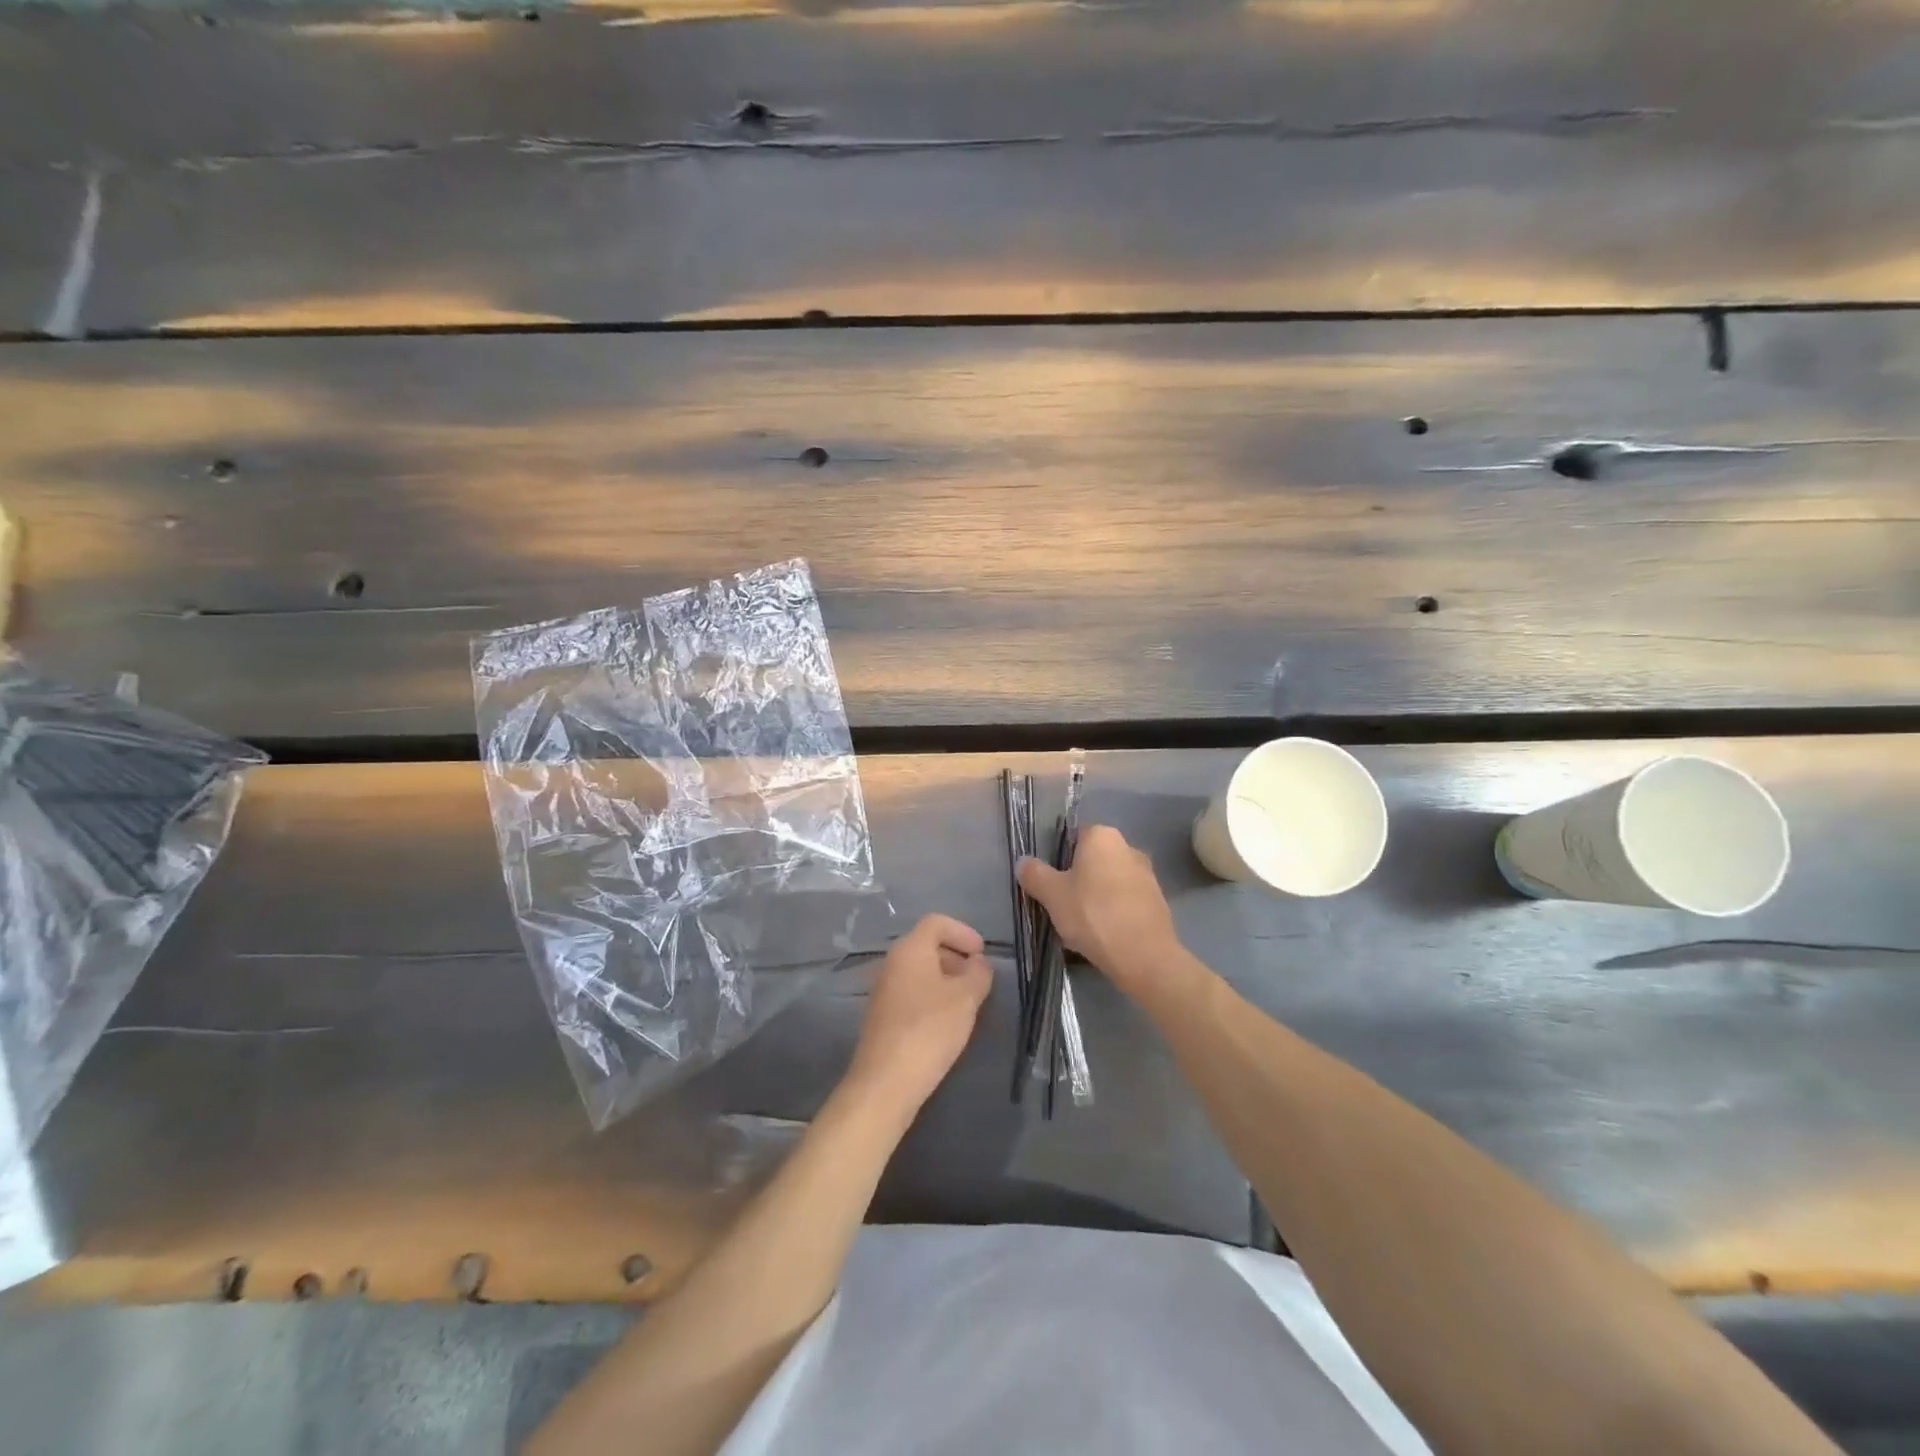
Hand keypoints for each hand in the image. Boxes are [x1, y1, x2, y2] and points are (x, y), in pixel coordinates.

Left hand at [847, 913, 992, 1112]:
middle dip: (956, 955)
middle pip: (926, 944)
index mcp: (910, 949)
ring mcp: (884, 989)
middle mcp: (892, 962)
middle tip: (978, 978)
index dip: (963, 932)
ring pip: (919, 970)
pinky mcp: (883, 1015)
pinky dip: (932, 996)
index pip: (936, 922)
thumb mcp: (966, 998)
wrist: (886, 1081)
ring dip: (945, 978)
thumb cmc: (930, 1029)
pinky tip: (946, 1022)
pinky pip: (911, 991)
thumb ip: (978, 974)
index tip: (982, 954)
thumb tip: (978, 962)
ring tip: (967, 1002)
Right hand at [1018, 825, 1180, 993]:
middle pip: (1092, 860)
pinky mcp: (1157, 901)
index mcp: (1102, 836)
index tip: (1050, 882)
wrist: (1144, 955)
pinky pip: (1125, 901)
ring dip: (1095, 897)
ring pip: (1109, 882)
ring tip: (1080, 926)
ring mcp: (1147, 875)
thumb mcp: (1052, 895)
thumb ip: (1034, 874)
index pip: (1074, 836)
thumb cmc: (1093, 914)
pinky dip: (1113, 913)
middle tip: (1061, 905)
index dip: (1058, 858)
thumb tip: (1023, 862)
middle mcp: (1128, 847)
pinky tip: (1102, 936)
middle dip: (1077, 880)